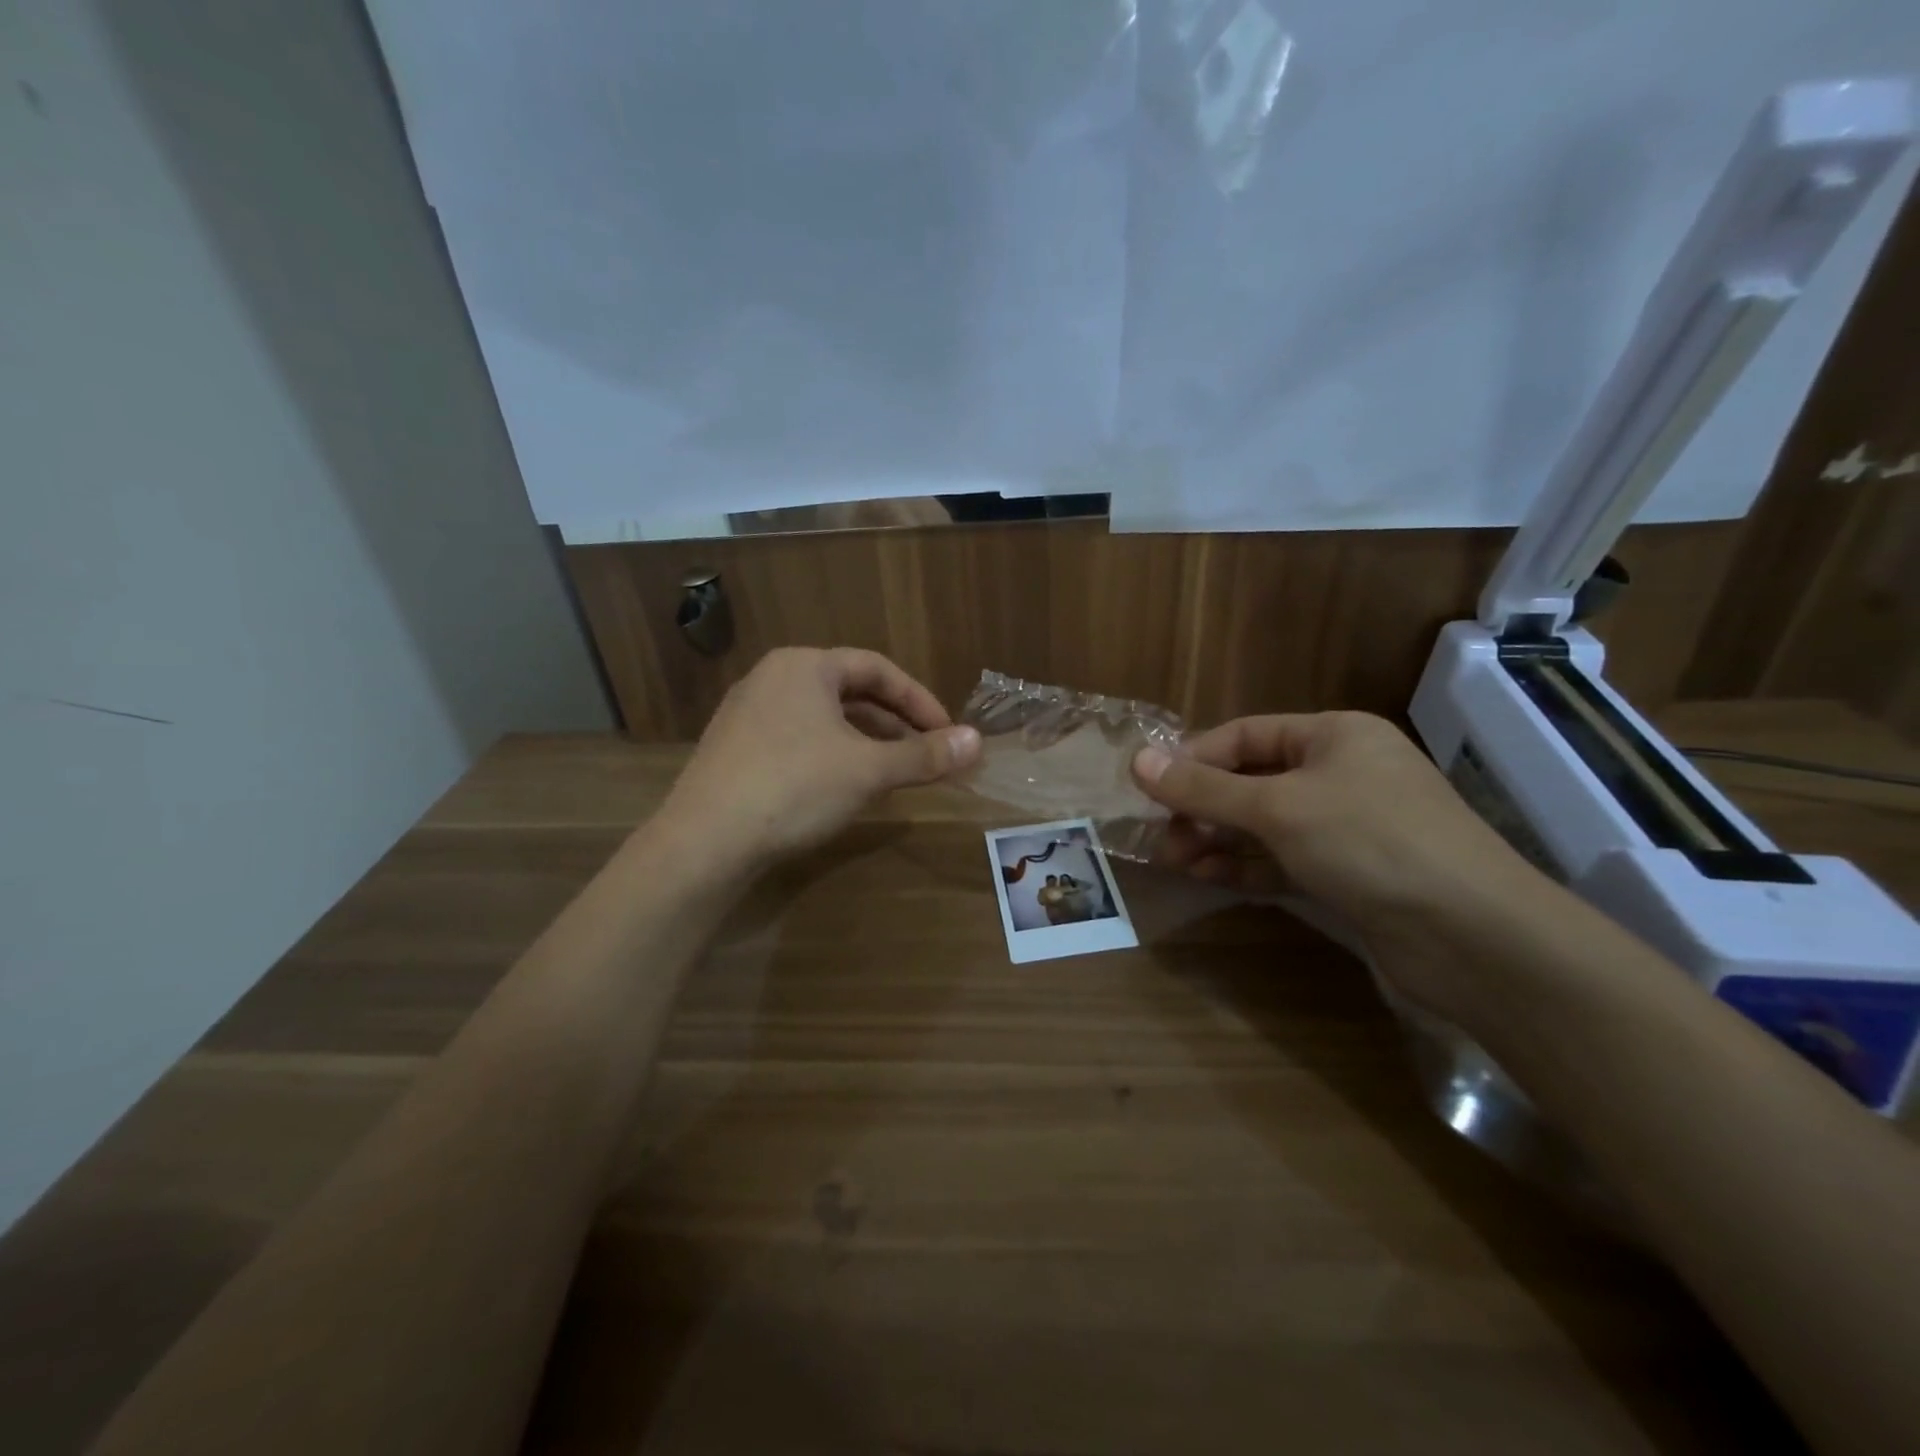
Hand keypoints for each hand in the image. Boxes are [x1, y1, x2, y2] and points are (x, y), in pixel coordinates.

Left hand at [658, 647, 979, 872]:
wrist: (704, 842)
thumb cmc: (795, 788)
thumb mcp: (869, 770)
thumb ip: (925, 755)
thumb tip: (977, 742)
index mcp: (805, 666)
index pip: (878, 669)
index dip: (920, 701)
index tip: (946, 734)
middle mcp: (772, 678)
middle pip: (850, 693)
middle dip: (894, 724)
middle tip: (924, 756)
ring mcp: (747, 714)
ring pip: (823, 719)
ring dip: (865, 742)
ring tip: (893, 774)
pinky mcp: (733, 749)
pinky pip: (797, 740)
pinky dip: (832, 756)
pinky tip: (844, 788)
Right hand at [1132, 712, 1542, 1012]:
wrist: (1473, 935)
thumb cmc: (1370, 842)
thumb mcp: (1277, 808)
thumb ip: (1204, 788)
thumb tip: (1137, 760)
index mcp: (1334, 735)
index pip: (1244, 735)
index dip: (1193, 759)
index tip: (1148, 790)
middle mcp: (1341, 772)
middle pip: (1251, 780)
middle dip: (1202, 808)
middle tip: (1160, 837)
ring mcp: (1348, 826)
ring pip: (1264, 824)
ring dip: (1217, 840)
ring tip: (1175, 861)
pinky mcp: (1350, 873)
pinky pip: (1283, 859)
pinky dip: (1246, 866)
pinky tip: (1209, 878)